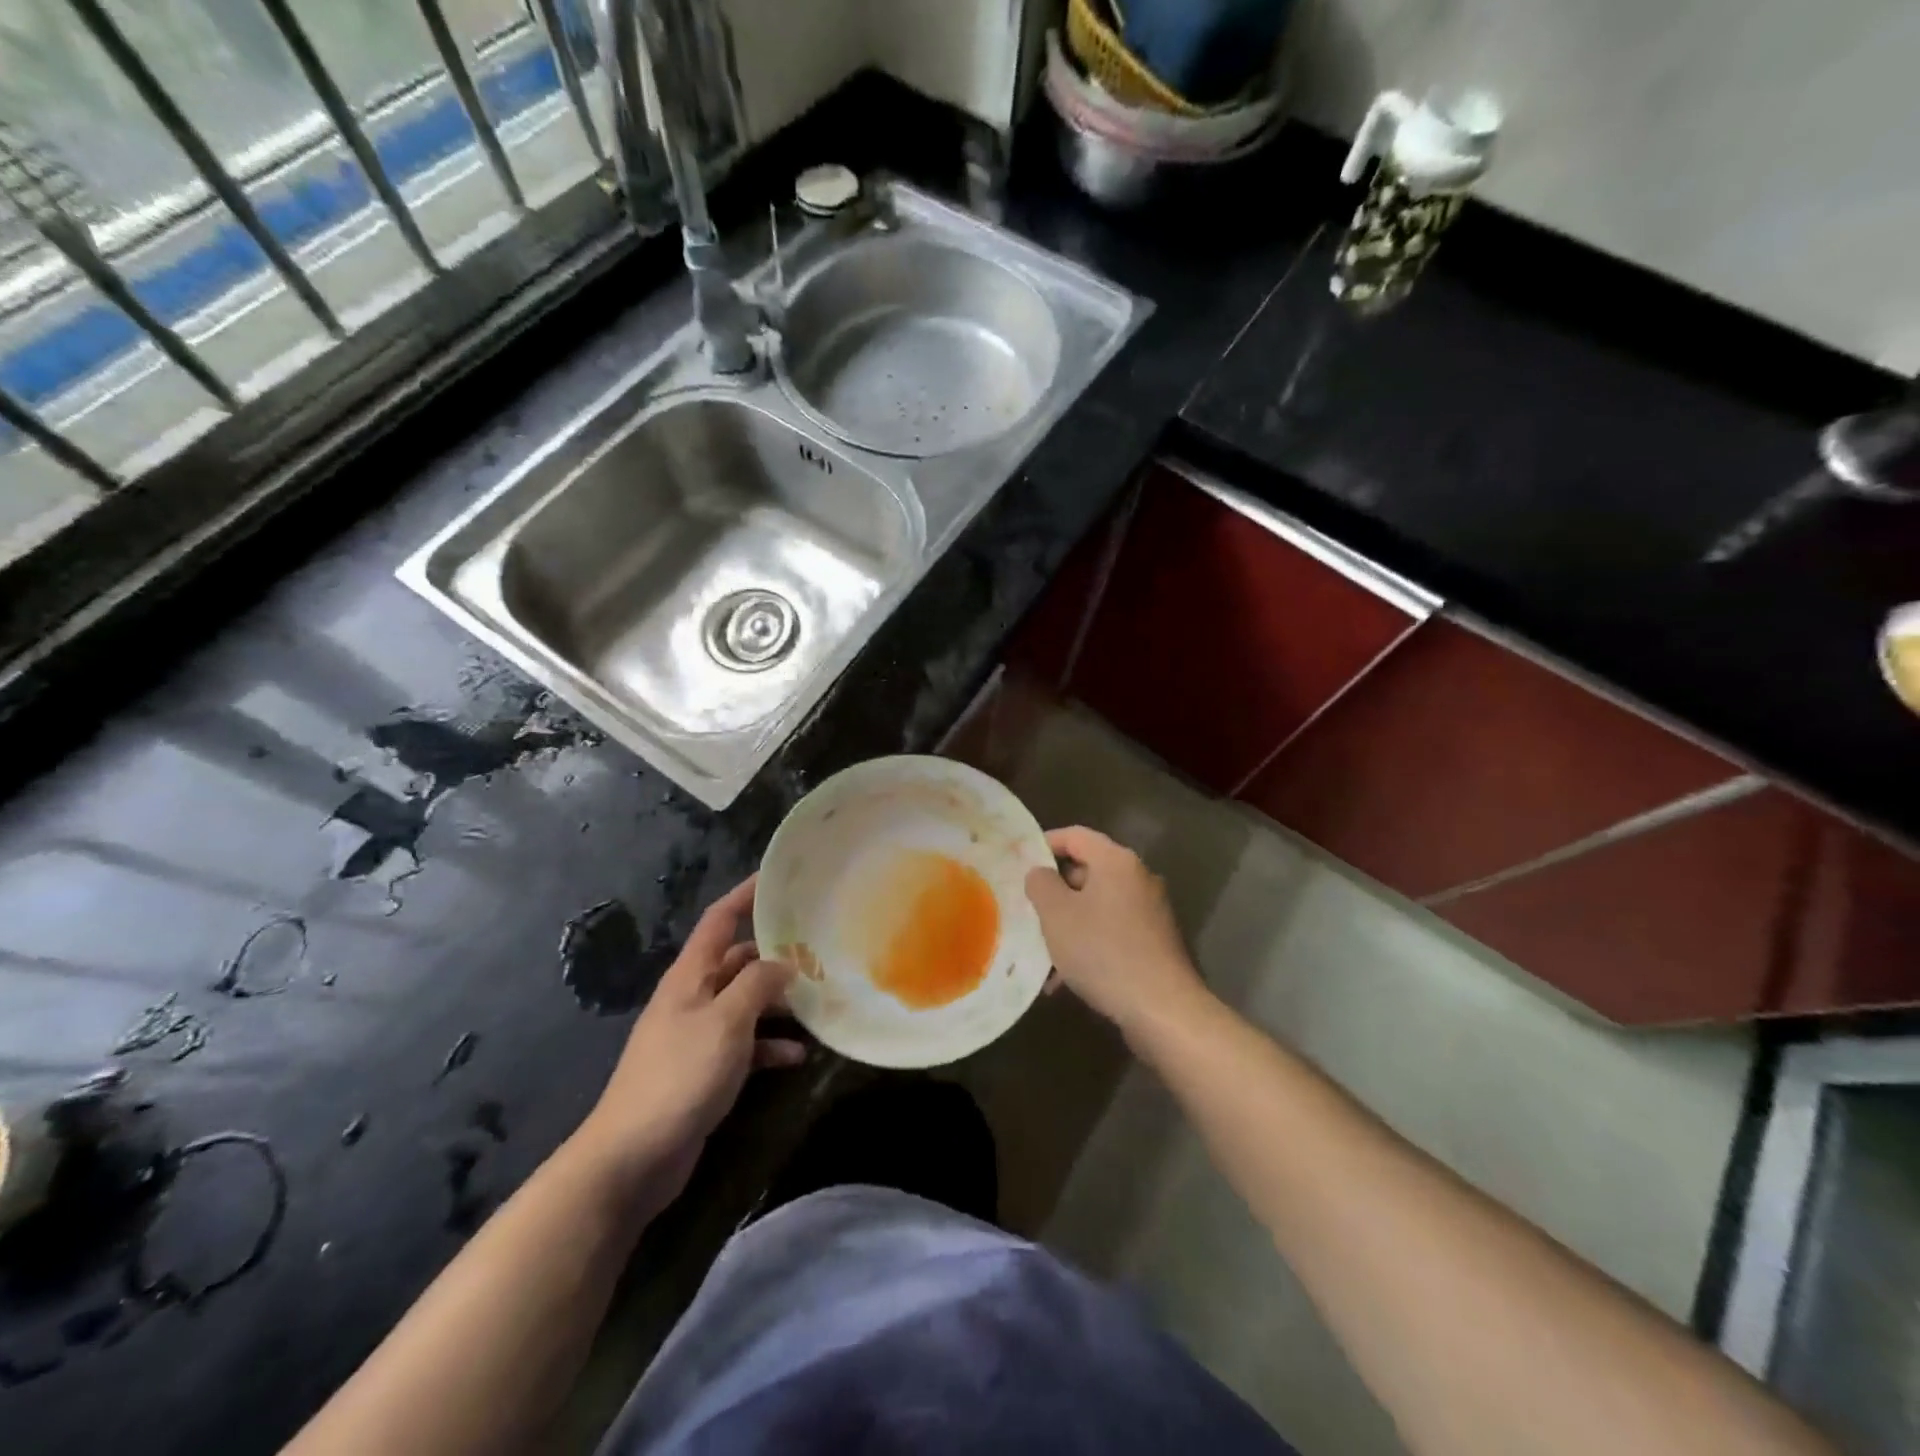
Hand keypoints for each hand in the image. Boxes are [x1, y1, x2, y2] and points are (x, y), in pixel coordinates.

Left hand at [571, 876, 804, 1211]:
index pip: (720, 919)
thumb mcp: (726, 1022)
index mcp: (691, 976)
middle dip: (775, 954)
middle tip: (818, 949)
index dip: (746, 894)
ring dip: (777, 1003)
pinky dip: (769, 1045)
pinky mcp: (705, 1069)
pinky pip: (745, 1044)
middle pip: (738, 960)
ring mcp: (698, 1034)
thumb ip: (758, 985)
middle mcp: (693, 997)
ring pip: (745, 1002)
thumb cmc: (680, 1076)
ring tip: (817, 1001)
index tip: (778, 878)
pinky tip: (798, 1055)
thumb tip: (783, 963)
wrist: (633, 1157)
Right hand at [1025, 827, 1210, 1043]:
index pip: (1075, 835)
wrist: (1161, 1008)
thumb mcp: (1056, 914)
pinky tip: (1065, 978)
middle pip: (1086, 870)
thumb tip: (1039, 872)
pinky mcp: (1154, 941)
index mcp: (1116, 861)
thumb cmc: (1102, 951)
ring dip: (1068, 923)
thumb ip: (1040, 884)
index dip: (1044, 844)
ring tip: (1041, 952)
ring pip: (1096, 906)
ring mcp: (1150, 910)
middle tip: (1026, 910)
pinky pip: (1111, 931)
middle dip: (1054, 891)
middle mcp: (1137, 877)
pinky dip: (1087, 944)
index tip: (1018, 862)